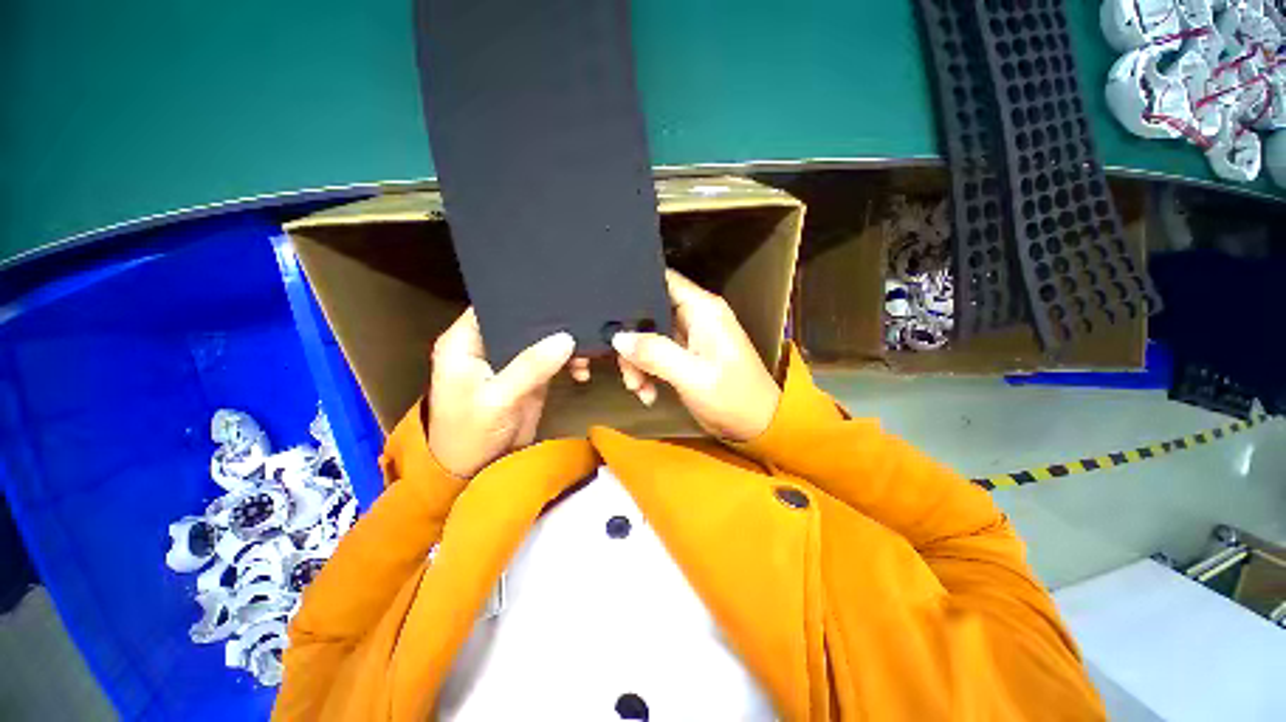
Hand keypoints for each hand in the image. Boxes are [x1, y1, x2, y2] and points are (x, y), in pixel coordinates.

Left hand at [428, 309, 575, 477]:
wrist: (475, 470)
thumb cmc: (469, 433)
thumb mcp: (497, 399)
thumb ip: (530, 367)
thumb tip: (566, 339)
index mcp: (466, 341)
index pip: (494, 304)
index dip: (521, 296)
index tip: (556, 291)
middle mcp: (488, 344)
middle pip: (522, 320)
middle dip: (551, 321)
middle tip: (582, 318)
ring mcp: (510, 360)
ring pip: (541, 339)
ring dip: (565, 344)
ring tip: (587, 350)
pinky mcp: (528, 375)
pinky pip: (552, 360)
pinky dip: (568, 362)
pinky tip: (581, 370)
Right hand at [606, 270, 781, 441]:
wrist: (757, 426)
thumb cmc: (732, 396)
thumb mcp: (692, 375)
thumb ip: (655, 353)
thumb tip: (618, 338)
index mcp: (703, 309)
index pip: (664, 279)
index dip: (635, 285)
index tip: (609, 305)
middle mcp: (695, 317)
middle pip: (649, 312)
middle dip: (632, 340)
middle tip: (626, 369)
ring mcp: (690, 337)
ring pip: (649, 336)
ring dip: (638, 362)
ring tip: (638, 388)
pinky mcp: (685, 356)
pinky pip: (656, 355)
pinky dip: (647, 372)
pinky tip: (648, 393)